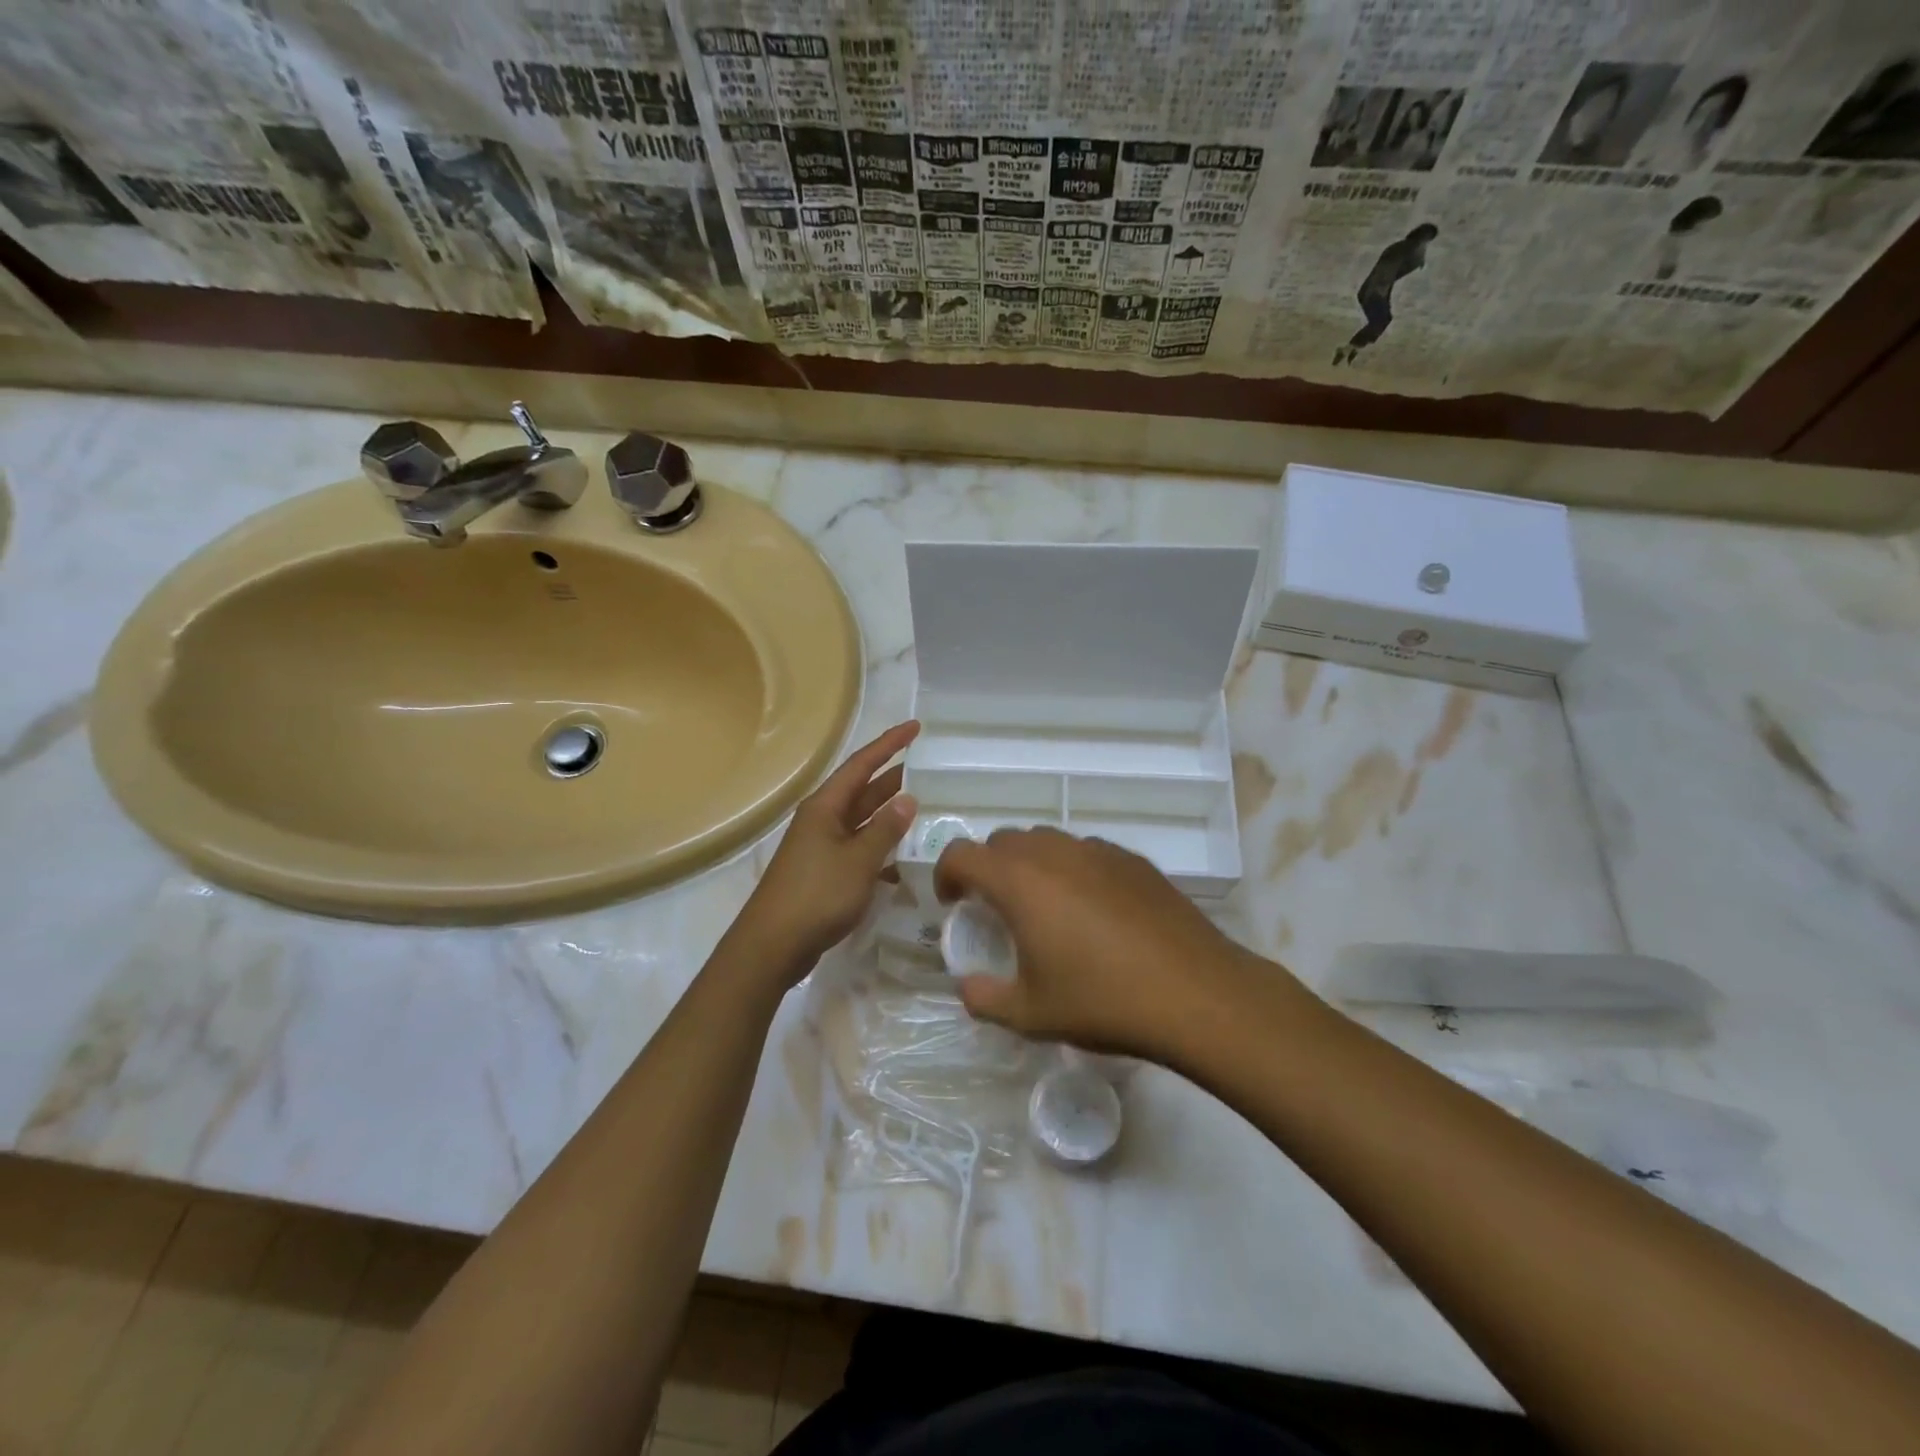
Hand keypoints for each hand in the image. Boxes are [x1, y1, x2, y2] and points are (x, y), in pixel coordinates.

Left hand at [731, 721, 918, 978]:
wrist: (772, 946)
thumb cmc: (816, 895)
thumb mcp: (859, 860)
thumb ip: (885, 829)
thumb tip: (907, 799)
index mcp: (825, 807)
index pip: (862, 764)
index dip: (890, 744)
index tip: (916, 728)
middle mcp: (822, 820)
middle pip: (863, 791)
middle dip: (894, 779)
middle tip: (930, 771)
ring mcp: (822, 847)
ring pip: (863, 821)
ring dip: (890, 816)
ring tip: (926, 809)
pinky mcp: (825, 873)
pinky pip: (859, 849)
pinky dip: (881, 849)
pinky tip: (904, 859)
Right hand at [934, 827, 1275, 1061]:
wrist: (1195, 993)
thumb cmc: (1102, 1001)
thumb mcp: (1030, 1014)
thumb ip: (984, 998)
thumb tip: (968, 985)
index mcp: (1019, 881)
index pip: (962, 853)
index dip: (946, 874)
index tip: (952, 904)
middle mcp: (1054, 852)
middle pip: (1003, 840)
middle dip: (988, 868)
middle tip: (995, 909)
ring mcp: (1098, 851)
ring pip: (1046, 841)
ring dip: (1030, 865)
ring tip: (1044, 908)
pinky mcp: (1133, 860)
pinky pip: (1086, 852)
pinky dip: (1071, 870)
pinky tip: (1092, 911)